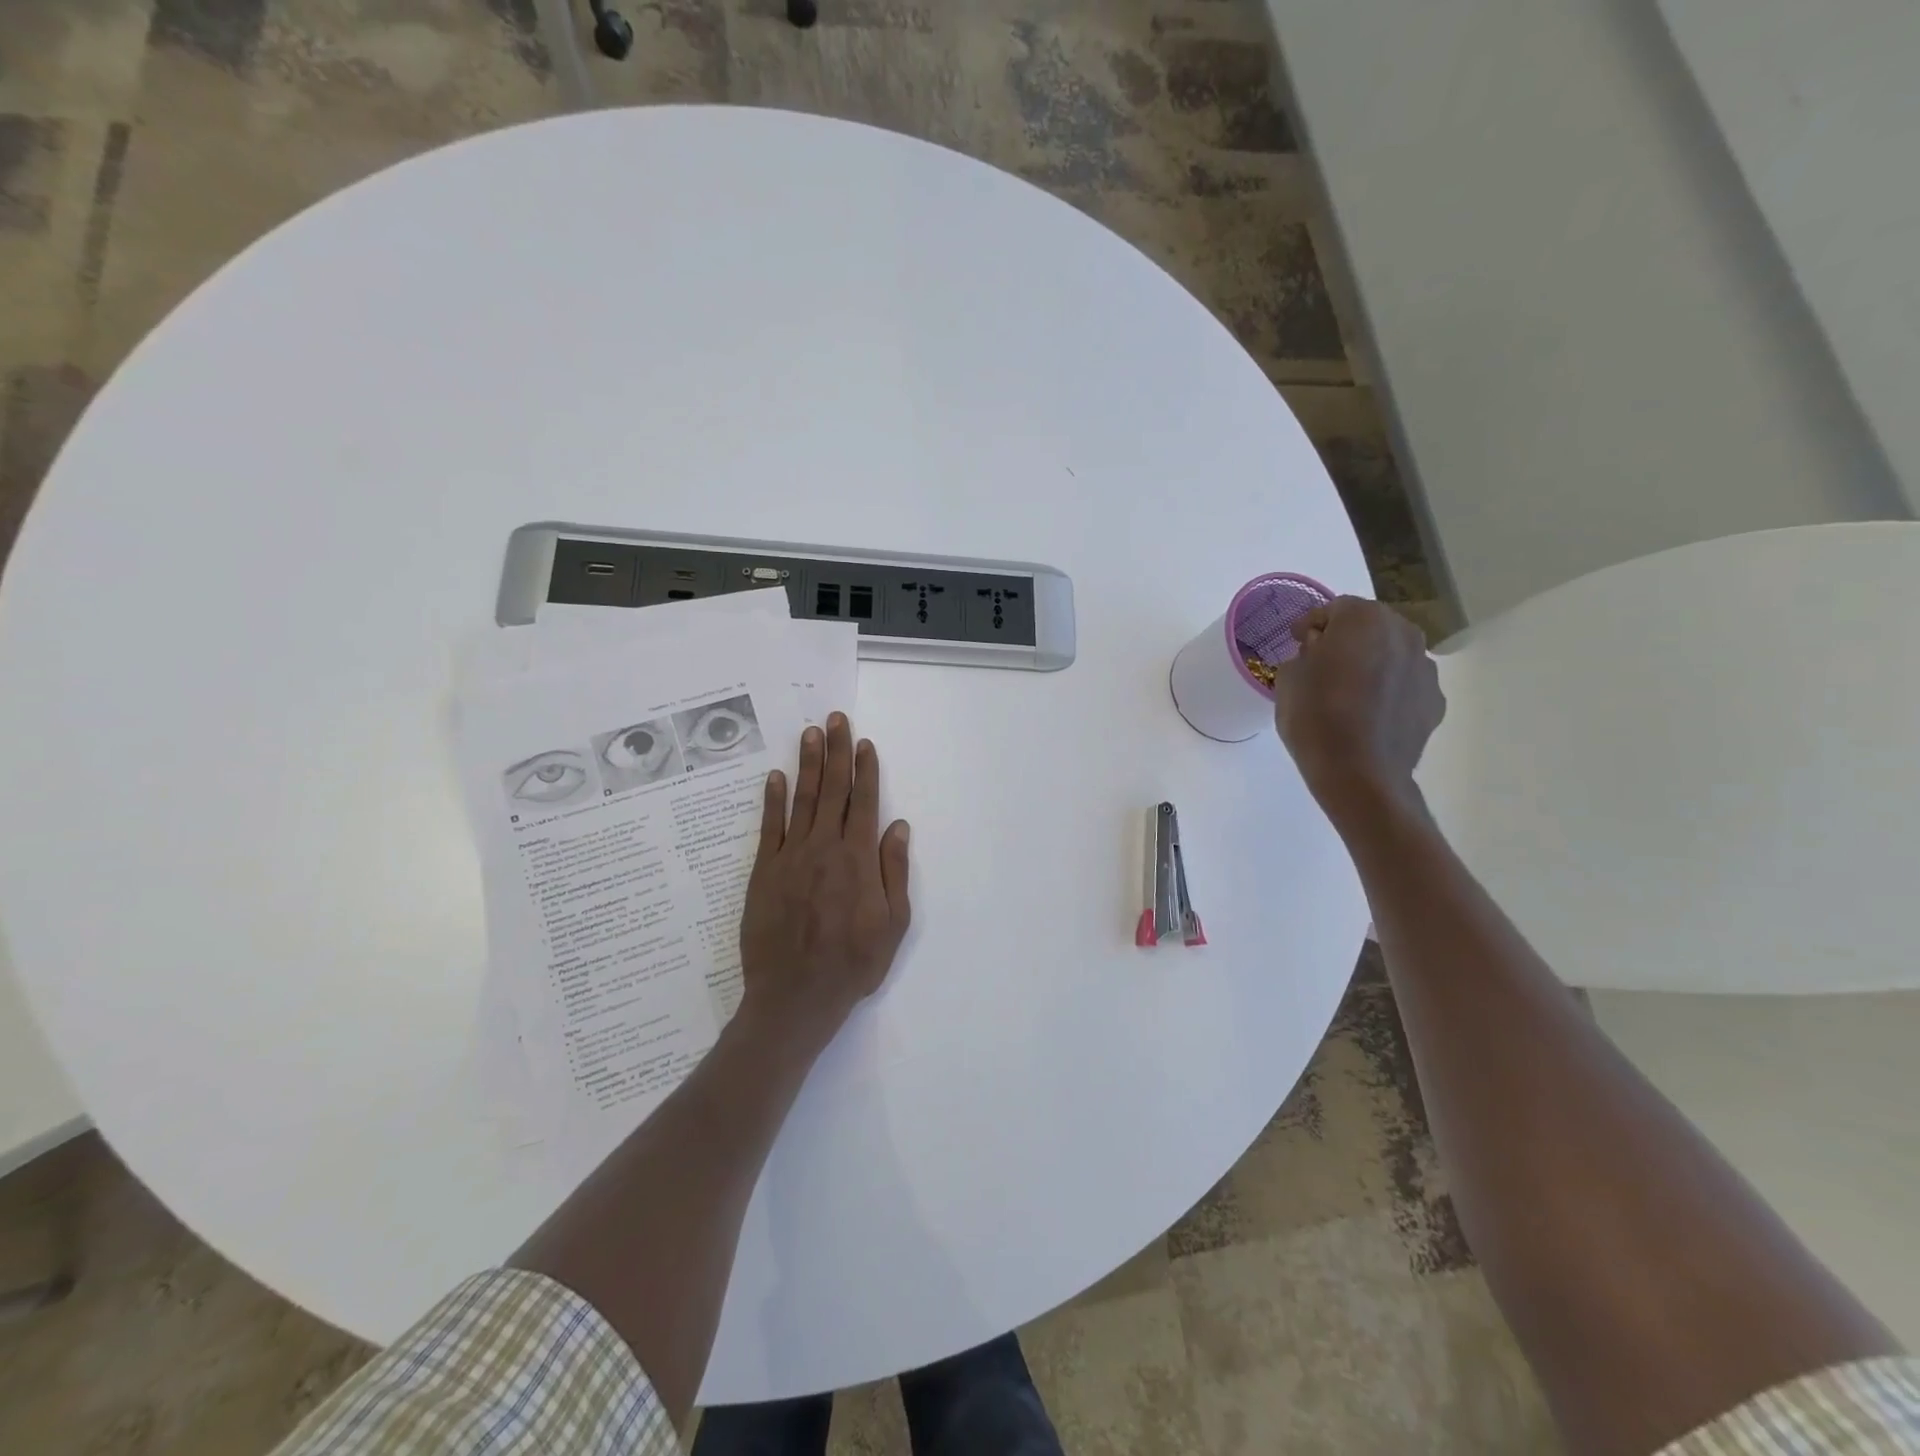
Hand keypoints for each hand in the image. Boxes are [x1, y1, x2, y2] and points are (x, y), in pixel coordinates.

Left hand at [738, 713, 911, 1042]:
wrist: (795, 996)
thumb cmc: (852, 964)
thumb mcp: (893, 925)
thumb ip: (894, 871)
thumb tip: (897, 826)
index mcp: (858, 859)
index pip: (864, 803)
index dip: (865, 770)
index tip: (864, 743)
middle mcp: (824, 848)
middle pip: (833, 790)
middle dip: (836, 751)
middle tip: (835, 719)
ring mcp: (791, 857)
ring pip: (802, 800)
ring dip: (808, 764)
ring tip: (810, 733)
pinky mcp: (763, 871)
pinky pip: (769, 827)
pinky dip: (772, 800)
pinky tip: (774, 777)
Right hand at [1272, 597, 1444, 828]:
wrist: (1359, 774)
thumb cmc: (1315, 718)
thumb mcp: (1288, 678)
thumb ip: (1305, 654)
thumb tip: (1320, 653)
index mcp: (1363, 619)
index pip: (1333, 608)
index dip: (1311, 624)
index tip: (1296, 642)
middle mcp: (1403, 633)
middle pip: (1369, 626)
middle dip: (1346, 639)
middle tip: (1323, 664)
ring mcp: (1425, 667)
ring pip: (1391, 654)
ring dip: (1371, 663)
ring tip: (1349, 692)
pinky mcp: (1435, 700)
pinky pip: (1405, 684)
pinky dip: (1389, 690)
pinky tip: (1369, 714)